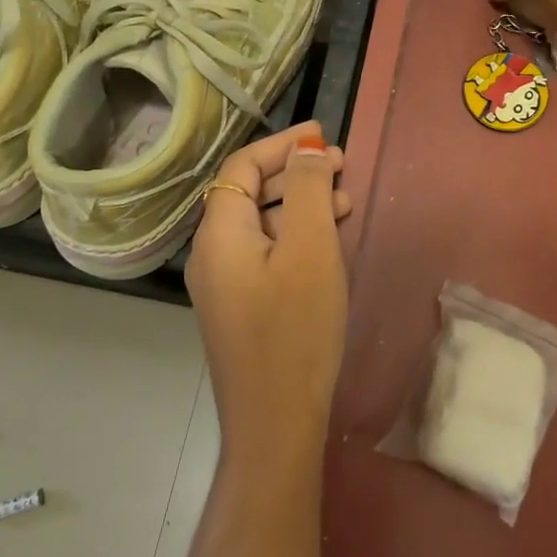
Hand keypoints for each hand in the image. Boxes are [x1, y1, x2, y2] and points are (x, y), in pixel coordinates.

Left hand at [186, 121, 352, 468]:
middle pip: (249, 193)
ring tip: (344, 202)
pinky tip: (326, 244)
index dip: (283, 144)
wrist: (275, 421)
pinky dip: (294, 236)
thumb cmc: (295, 327)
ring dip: (299, 205)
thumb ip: (307, 190)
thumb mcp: (310, 248)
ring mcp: (223, 284)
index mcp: (219, 232)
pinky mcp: (240, 308)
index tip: (324, 135)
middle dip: (295, 173)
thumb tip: (306, 149)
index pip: (243, 166)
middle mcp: (212, 253)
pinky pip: (265, 253)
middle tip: (342, 168)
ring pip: (260, 225)